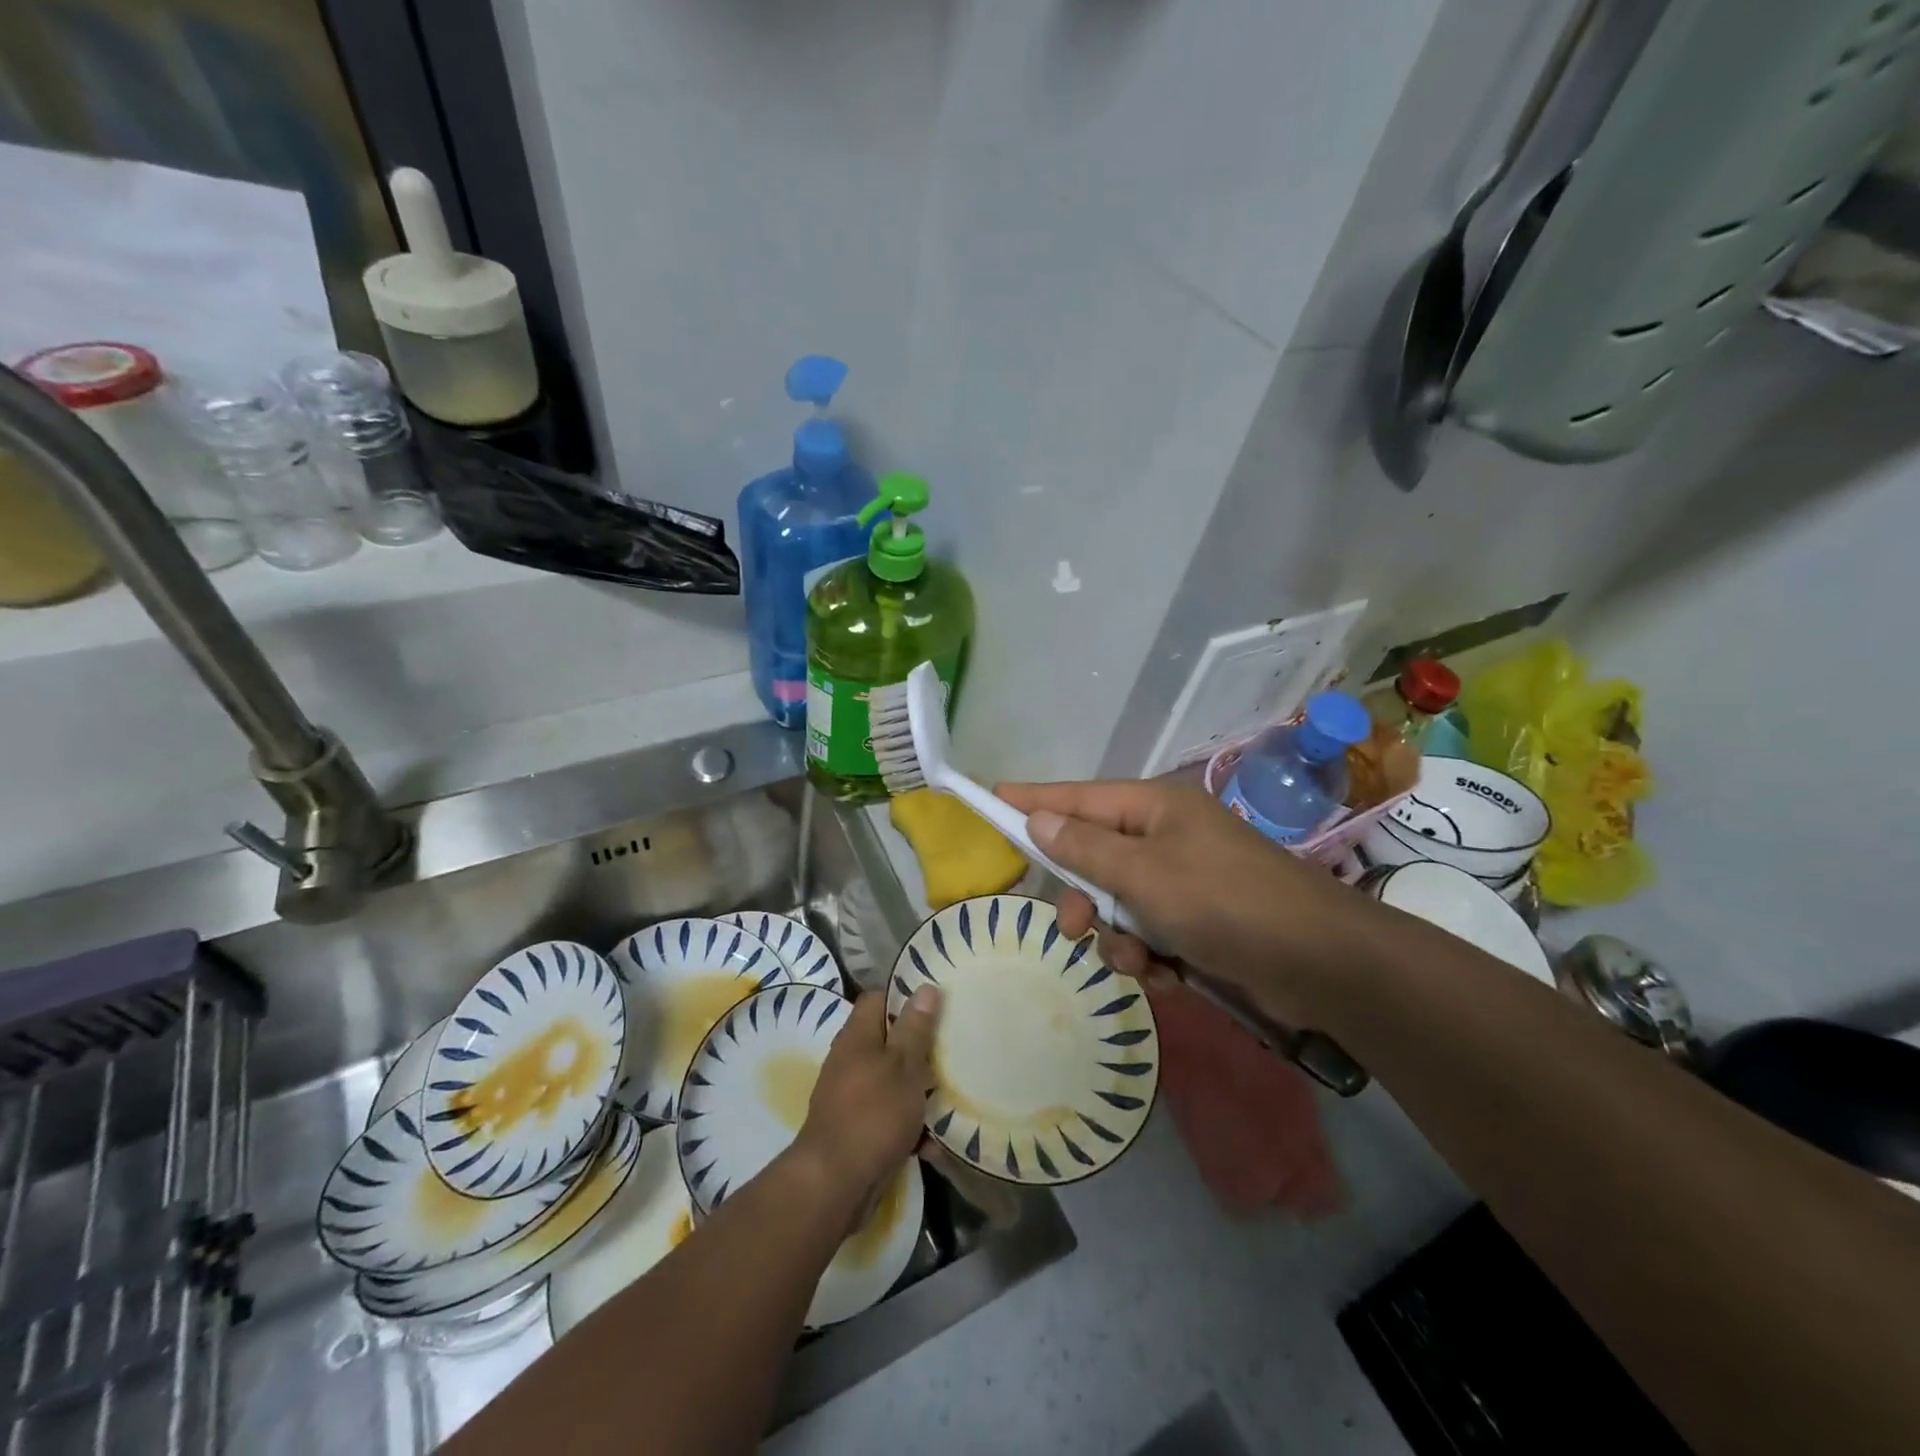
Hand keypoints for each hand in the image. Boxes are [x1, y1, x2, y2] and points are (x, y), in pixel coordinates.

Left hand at [794, 988, 940, 1207]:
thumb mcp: (903, 1066)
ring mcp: (852, 1097)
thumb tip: (925, 987)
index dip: (905, 997)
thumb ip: (915, 1028)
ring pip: (892, 1082)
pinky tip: (934, 1144)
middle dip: (920, 1049)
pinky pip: (890, 1118)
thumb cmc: (873, 1114)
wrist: (834, 1185)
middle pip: (889, 1042)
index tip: (937, 1004)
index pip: (878, 999)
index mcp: (857, 1036)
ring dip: (918, 1091)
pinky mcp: (858, 1131)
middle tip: (952, 1050)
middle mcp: (850, 1061)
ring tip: (951, 1097)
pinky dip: (910, 1127)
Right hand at [996, 778, 1367, 1022]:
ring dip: (1121, 939)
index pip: (1077, 797)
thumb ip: (1086, 848)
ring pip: (1119, 906)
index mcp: (1154, 809)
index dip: (1033, 799)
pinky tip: (1172, 977)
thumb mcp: (1145, 875)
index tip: (991, 795)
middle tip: (1077, 928)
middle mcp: (1166, 839)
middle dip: (1085, 898)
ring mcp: (1185, 882)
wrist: (1320, 965)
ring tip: (1144, 962)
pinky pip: (1150, 936)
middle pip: (1094, 859)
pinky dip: (1152, 958)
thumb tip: (1039, 817)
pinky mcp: (1200, 923)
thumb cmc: (1224, 903)